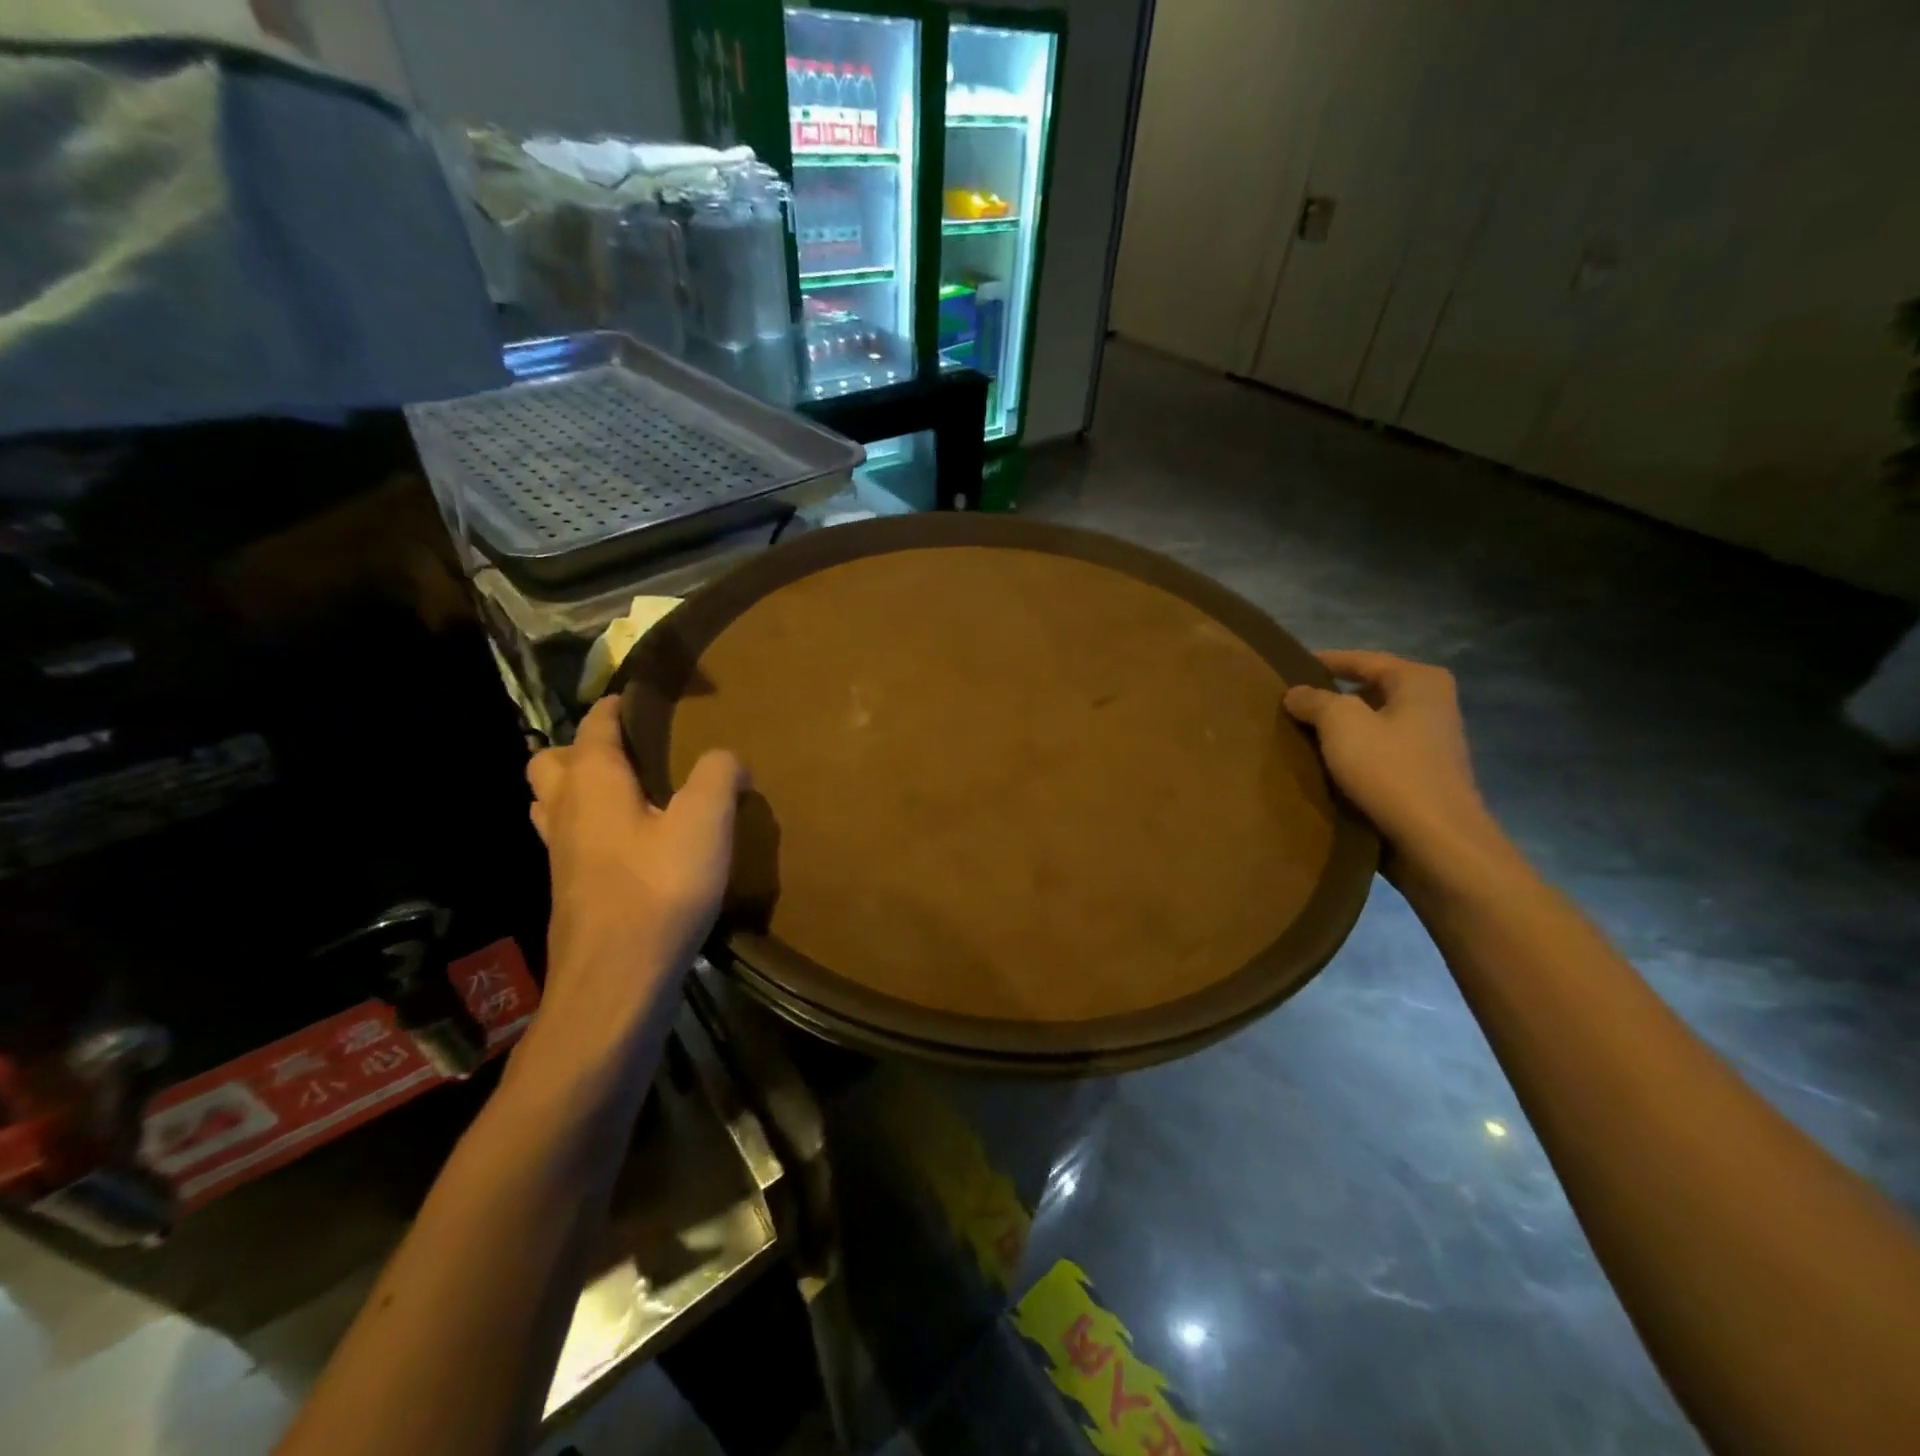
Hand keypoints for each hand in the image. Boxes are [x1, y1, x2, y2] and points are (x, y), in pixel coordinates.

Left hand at [526, 698, 746, 1024]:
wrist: (616, 981)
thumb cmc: (659, 890)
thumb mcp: (704, 823)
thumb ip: (718, 776)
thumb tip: (728, 758)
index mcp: (592, 783)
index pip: (595, 726)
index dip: (615, 707)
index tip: (638, 697)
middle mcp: (565, 811)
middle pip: (552, 763)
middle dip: (582, 748)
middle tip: (631, 753)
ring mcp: (560, 855)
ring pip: (552, 804)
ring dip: (578, 789)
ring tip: (628, 794)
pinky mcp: (569, 891)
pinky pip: (568, 840)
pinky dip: (589, 828)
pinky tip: (630, 846)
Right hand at [1283, 651, 1501, 873]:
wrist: (1436, 841)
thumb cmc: (1390, 770)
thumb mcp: (1341, 724)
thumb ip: (1314, 700)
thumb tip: (1296, 693)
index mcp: (1419, 681)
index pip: (1362, 660)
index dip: (1324, 661)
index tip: (1288, 668)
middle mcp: (1432, 704)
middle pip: (1369, 691)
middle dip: (1330, 698)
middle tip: (1289, 706)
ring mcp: (1430, 743)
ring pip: (1372, 725)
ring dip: (1339, 731)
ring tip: (1298, 737)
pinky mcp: (1422, 777)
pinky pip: (1378, 755)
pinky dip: (1352, 756)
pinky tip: (1324, 768)